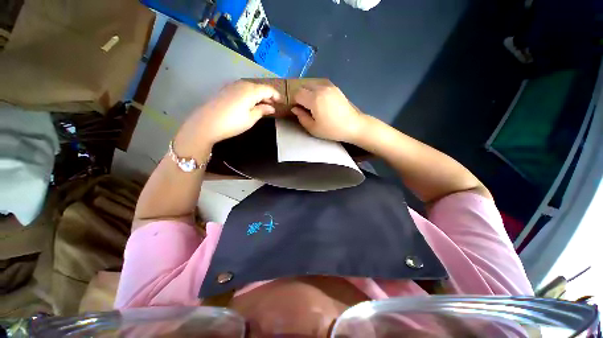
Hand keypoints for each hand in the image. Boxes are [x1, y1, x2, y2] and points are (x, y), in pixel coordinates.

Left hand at [179, 80, 281, 145]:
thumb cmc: (232, 123)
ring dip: (259, 95)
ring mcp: (232, 86)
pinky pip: (242, 89)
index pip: (268, 89)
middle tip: (273, 106)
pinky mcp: (225, 90)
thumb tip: (271, 107)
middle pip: (259, 87)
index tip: (282, 102)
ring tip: (263, 105)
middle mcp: (242, 84)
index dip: (276, 95)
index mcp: (251, 90)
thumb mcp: (251, 118)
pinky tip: (250, 103)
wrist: (206, 123)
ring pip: (250, 88)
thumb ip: (262, 110)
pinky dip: (249, 95)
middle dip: (268, 96)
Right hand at [291, 80, 368, 142]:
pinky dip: (316, 90)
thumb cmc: (332, 130)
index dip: (295, 101)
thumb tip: (295, 108)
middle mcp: (321, 88)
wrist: (353, 125)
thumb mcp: (313, 128)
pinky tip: (320, 100)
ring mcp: (329, 86)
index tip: (298, 109)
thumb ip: (301, 117)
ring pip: (312, 84)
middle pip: (304, 86)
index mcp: (314, 99)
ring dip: (308, 92)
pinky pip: (320, 85)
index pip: (297, 94)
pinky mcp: (335, 87)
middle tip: (304, 107)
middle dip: (301, 95)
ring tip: (312, 104)